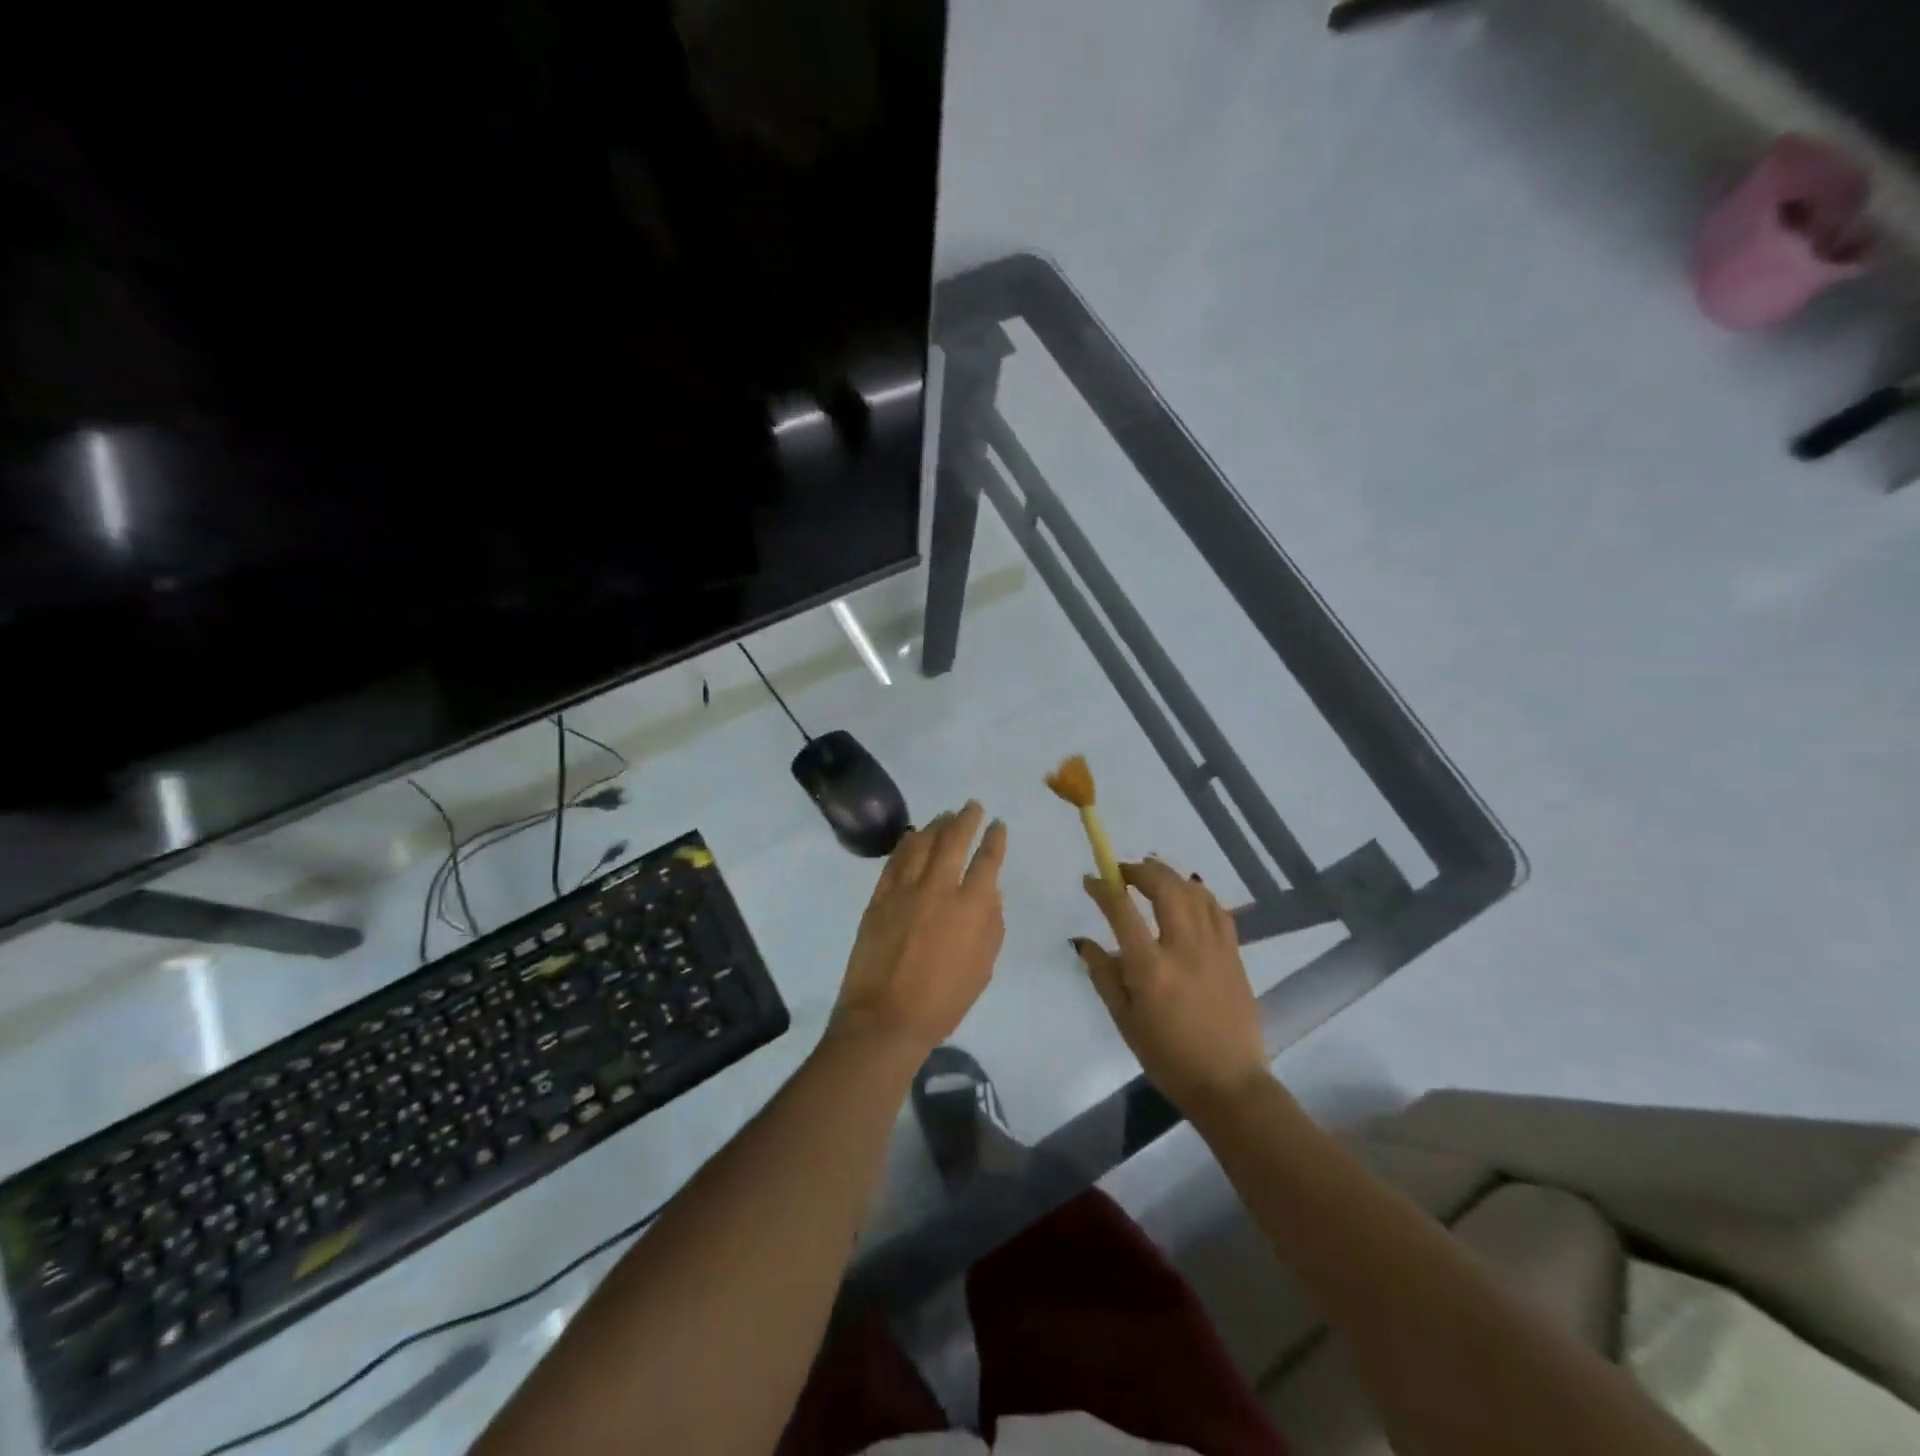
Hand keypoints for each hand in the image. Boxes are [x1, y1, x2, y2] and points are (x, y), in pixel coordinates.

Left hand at [830, 802, 1006, 1061]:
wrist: (885, 1018)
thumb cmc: (943, 1001)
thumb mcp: (983, 967)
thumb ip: (991, 925)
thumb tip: (990, 893)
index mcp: (971, 907)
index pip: (987, 861)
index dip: (995, 839)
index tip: (998, 825)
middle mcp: (939, 888)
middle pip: (954, 840)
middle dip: (966, 818)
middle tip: (972, 806)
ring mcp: (905, 889)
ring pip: (922, 843)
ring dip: (936, 825)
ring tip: (944, 815)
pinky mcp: (879, 897)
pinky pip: (895, 860)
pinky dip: (906, 843)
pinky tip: (912, 836)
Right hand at [1075, 860, 1271, 1115]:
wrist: (1229, 1083)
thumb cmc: (1168, 1058)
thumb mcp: (1124, 1021)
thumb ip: (1104, 976)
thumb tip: (1083, 942)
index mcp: (1150, 968)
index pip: (1121, 910)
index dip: (1103, 887)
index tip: (1091, 880)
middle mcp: (1183, 948)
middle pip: (1164, 886)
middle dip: (1140, 870)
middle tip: (1123, 872)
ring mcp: (1214, 948)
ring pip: (1193, 891)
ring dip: (1169, 877)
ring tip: (1153, 879)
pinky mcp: (1234, 954)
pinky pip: (1217, 909)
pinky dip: (1198, 894)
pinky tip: (1188, 897)